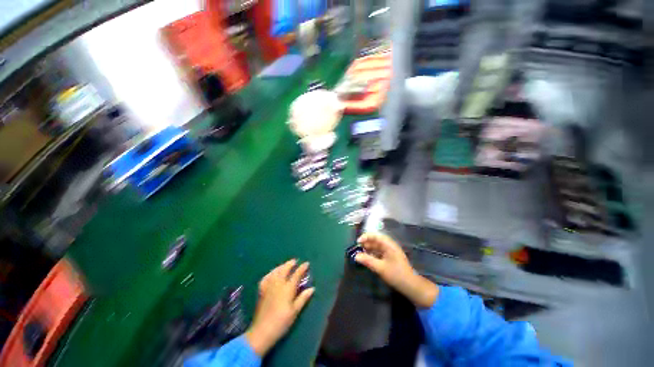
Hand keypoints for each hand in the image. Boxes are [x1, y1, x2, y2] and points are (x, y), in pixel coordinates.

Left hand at [246, 260, 314, 356]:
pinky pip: (266, 277)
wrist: (262, 331)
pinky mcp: (262, 291)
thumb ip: (303, 298)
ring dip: (281, 266)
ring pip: (275, 271)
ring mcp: (268, 286)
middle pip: (284, 269)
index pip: (296, 274)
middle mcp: (278, 284)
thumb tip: (312, 288)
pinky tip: (272, 273)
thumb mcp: (295, 311)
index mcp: (287, 289)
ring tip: (285, 265)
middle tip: (295, 261)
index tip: (306, 263)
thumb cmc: (281, 322)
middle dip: (290, 263)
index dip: (302, 268)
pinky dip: (271, 273)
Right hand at [355, 233, 438, 308]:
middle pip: (375, 240)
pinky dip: (372, 253)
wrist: (411, 286)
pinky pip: (378, 252)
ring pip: (376, 246)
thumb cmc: (396, 275)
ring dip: (368, 248)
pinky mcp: (389, 257)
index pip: (376, 235)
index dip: (366, 236)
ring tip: (360, 253)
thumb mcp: (380, 268)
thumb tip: (356, 256)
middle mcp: (389, 246)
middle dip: (366, 243)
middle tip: (357, 249)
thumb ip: (368, 261)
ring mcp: (390, 251)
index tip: (358, 242)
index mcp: (389, 245)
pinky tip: (367, 258)